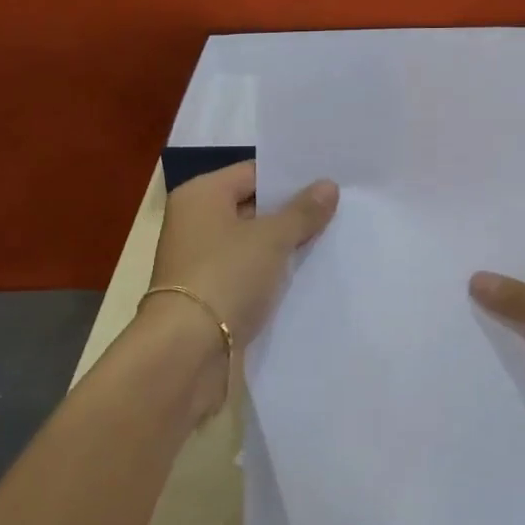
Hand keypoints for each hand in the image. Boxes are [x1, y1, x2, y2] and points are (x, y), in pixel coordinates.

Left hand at [147, 161, 338, 349]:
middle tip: (339, 208)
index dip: (290, 177)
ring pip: (251, 242)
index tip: (329, 180)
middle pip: (252, 206)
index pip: (253, 172)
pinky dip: (271, 272)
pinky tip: (306, 274)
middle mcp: (195, 221)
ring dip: (284, 244)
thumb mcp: (271, 238)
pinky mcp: (209, 293)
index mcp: (200, 195)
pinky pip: (247, 271)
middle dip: (291, 211)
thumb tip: (329, 185)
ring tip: (331, 238)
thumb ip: (302, 211)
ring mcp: (200, 259)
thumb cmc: (226, 276)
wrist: (186, 352)